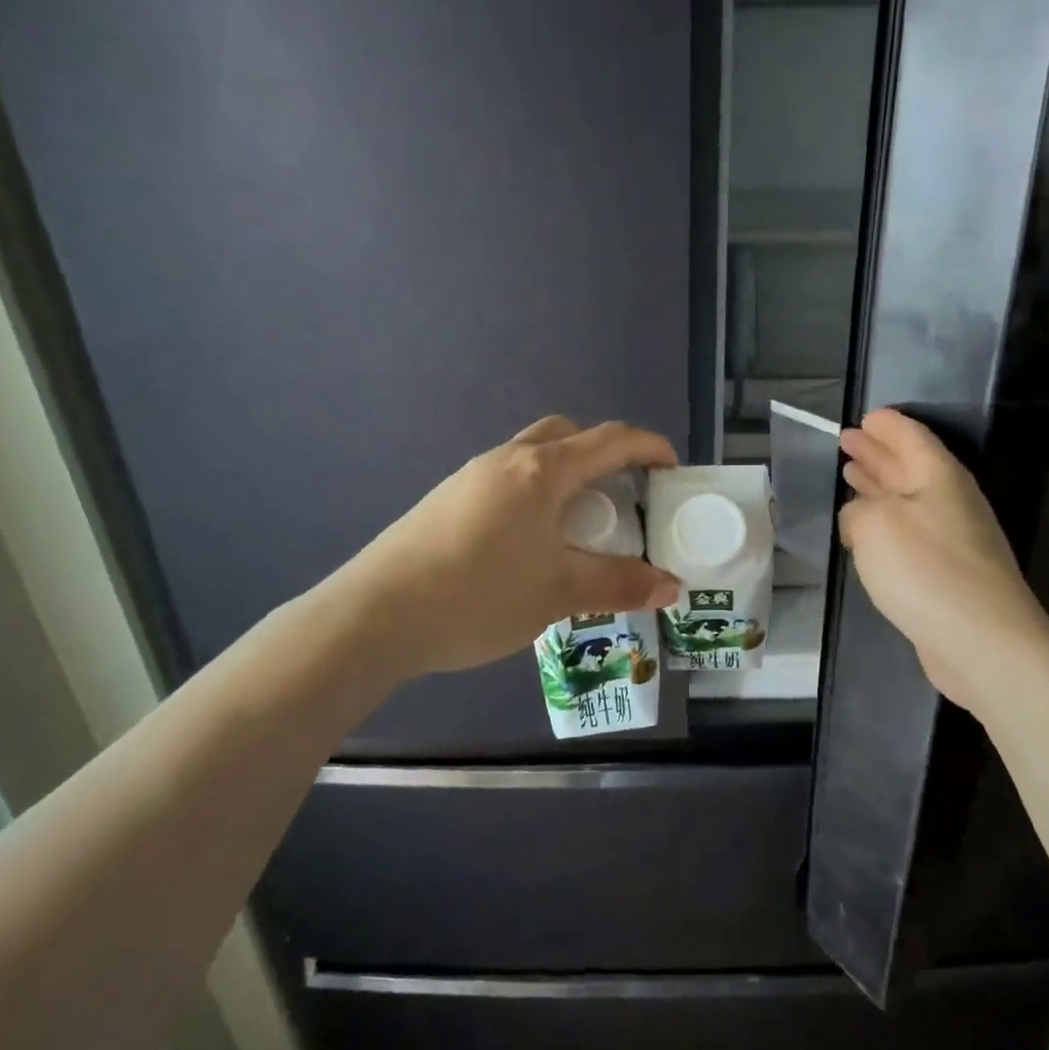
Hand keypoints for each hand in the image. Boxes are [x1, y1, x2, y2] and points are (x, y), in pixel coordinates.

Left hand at [341, 417, 681, 679]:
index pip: (610, 440)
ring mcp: (471, 477)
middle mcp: (507, 460)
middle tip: (622, 497)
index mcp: (542, 471)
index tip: (672, 467)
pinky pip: (506, 482)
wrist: (376, 614)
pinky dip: (534, 496)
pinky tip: (529, 545)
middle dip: (603, 455)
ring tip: (578, 527)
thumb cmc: (479, 594)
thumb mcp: (559, 592)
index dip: (648, 446)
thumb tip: (672, 585)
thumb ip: (619, 584)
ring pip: (532, 457)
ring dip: (565, 477)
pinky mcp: (446, 500)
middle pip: (566, 435)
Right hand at [838, 408, 1048, 708]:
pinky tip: (865, 531)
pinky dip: (884, 523)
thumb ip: (857, 511)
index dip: (886, 426)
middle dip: (877, 452)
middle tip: (848, 440)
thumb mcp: (874, 525)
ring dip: (879, 486)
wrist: (982, 641)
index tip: (865, 417)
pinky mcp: (947, 573)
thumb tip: (859, 518)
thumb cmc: (925, 570)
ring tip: (851, 474)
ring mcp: (952, 539)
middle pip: (909, 466)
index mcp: (938, 477)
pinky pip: (908, 533)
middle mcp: (949, 501)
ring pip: (907, 500)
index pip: (910, 437)